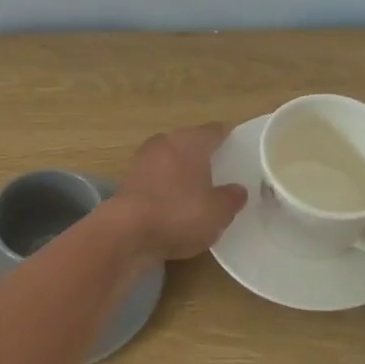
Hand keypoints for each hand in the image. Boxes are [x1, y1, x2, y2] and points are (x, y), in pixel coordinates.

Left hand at [111, 123, 247, 261]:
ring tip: (199, 186)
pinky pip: (156, 179)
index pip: (213, 131)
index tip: (237, 143)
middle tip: (220, 167)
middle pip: (189, 142)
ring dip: (182, 170)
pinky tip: (175, 202)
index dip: (227, 136)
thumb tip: (238, 189)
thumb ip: (232, 198)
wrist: (126, 232)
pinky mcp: (128, 182)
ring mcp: (142, 161)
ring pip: (170, 159)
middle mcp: (164, 143)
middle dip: (203, 153)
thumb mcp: (218, 211)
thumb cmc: (179, 213)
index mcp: (190, 142)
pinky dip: (166, 186)